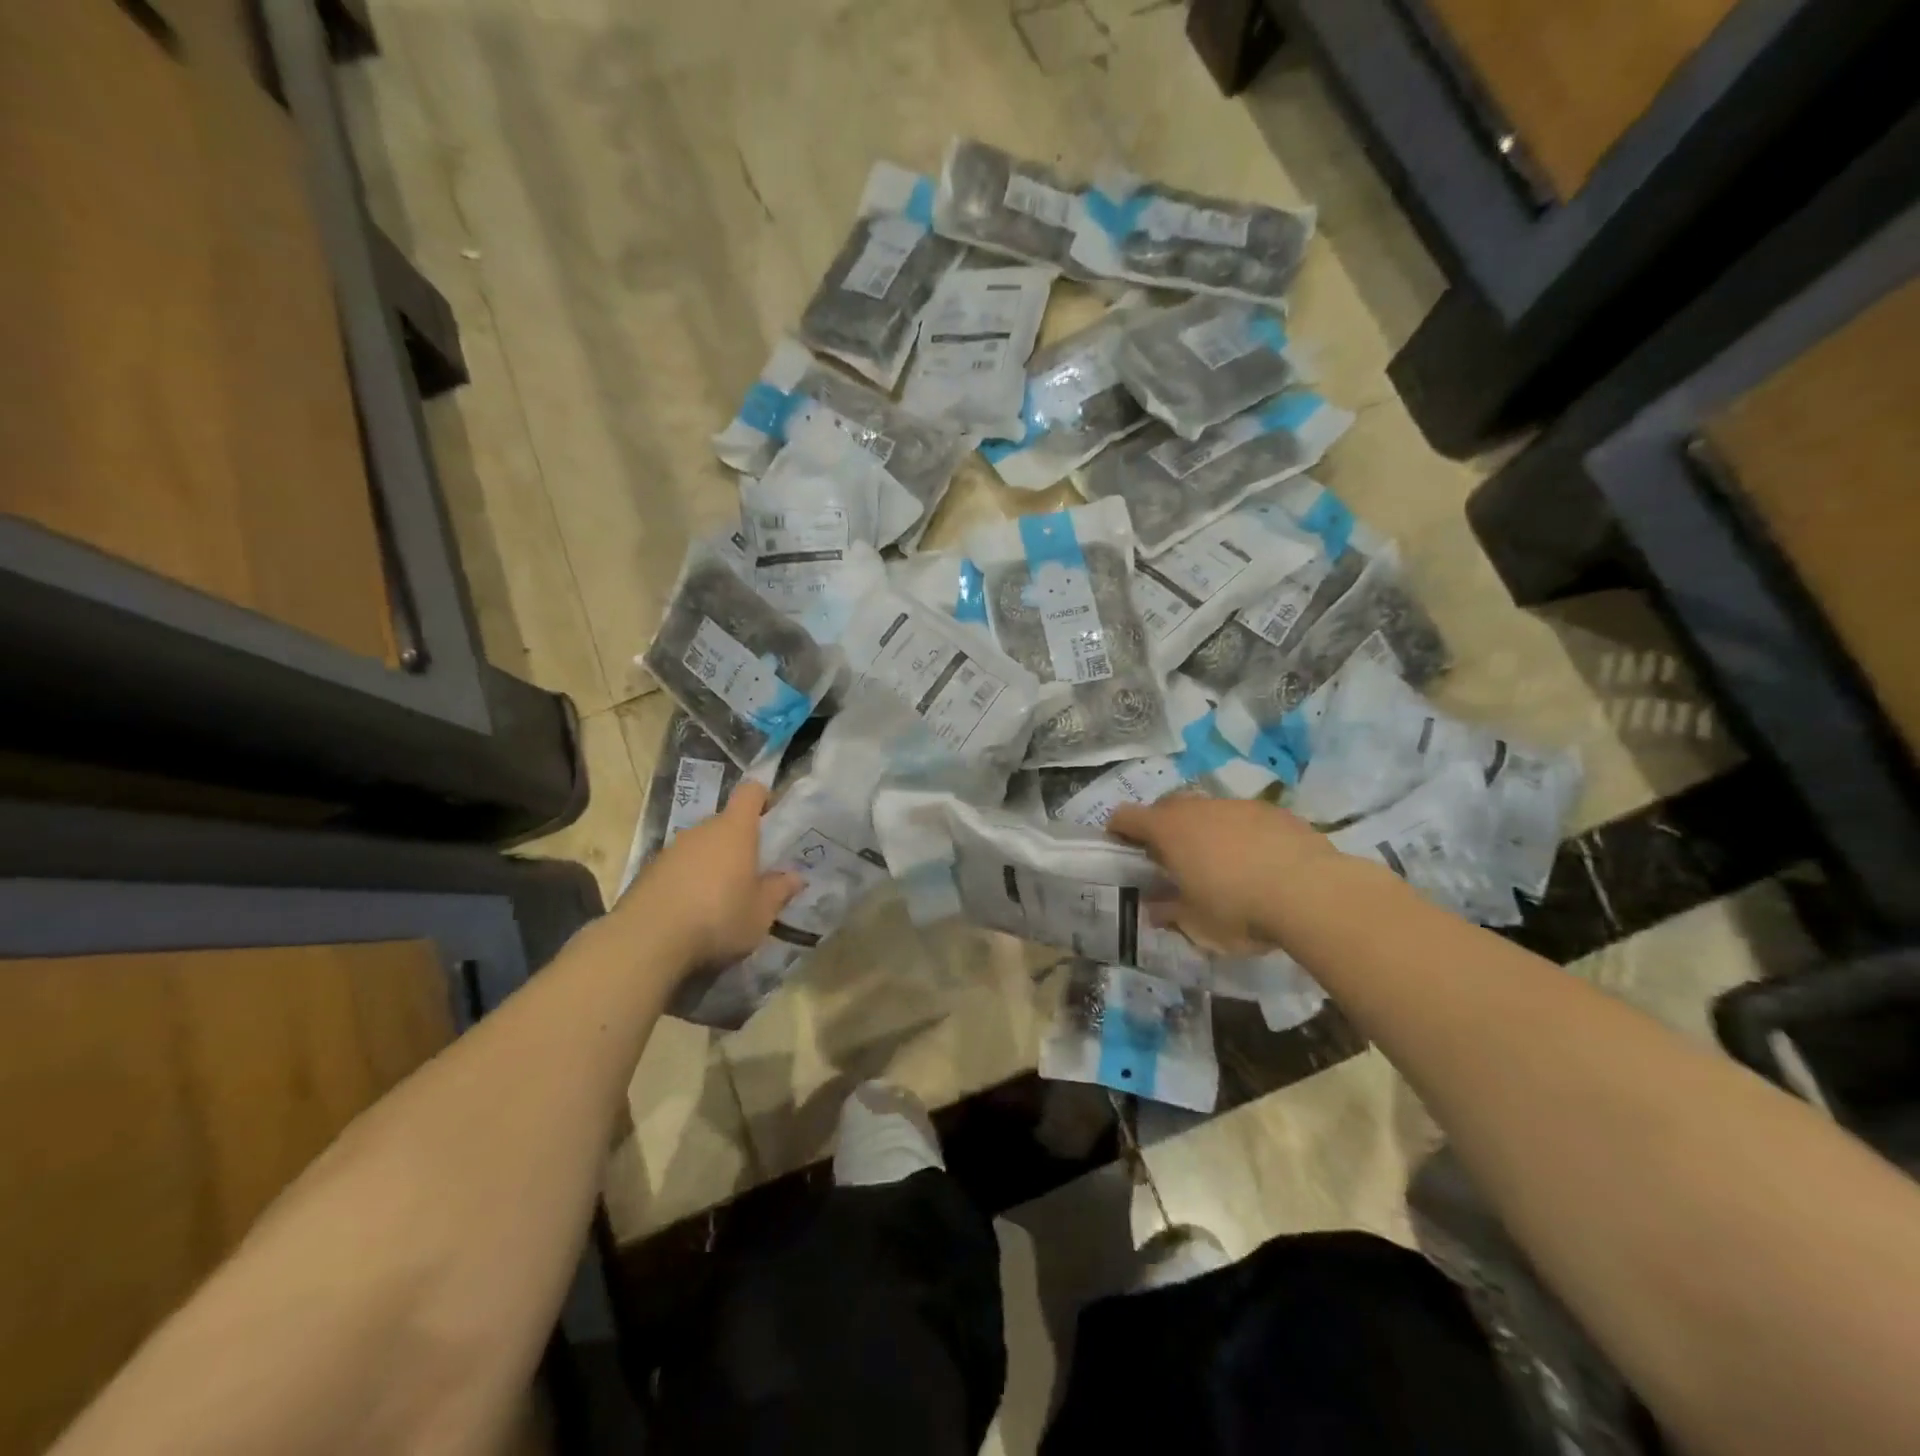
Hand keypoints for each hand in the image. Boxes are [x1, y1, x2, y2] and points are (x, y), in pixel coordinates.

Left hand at [616, 781, 800, 969]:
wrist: (646, 941)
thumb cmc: (717, 917)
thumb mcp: (761, 912)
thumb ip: (780, 891)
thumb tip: (796, 877)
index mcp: (734, 829)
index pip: (751, 792)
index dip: (763, 797)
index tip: (773, 815)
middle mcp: (702, 830)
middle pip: (726, 823)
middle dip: (741, 842)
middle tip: (755, 871)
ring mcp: (671, 850)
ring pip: (702, 846)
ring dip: (714, 863)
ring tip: (724, 896)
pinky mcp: (649, 872)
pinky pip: (680, 867)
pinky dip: (690, 880)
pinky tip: (694, 911)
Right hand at [1107, 797, 1337, 954]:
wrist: (1312, 893)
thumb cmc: (1238, 909)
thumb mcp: (1196, 923)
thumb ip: (1170, 912)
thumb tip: (1154, 908)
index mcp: (1169, 830)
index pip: (1126, 816)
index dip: (1118, 829)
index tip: (1119, 847)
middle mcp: (1198, 808)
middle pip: (1167, 807)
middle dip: (1162, 827)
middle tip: (1169, 859)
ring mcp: (1238, 805)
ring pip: (1208, 810)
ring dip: (1204, 830)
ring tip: (1218, 863)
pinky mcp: (1274, 811)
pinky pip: (1244, 818)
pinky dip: (1240, 834)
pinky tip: (1257, 862)